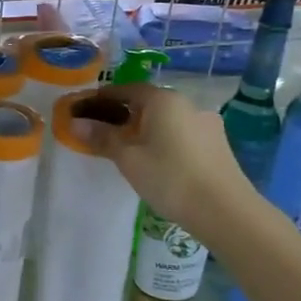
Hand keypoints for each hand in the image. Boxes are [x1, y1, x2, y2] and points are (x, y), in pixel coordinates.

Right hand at [69, 83, 252, 239]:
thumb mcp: (128, 158)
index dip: (101, 98)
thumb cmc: (170, 178)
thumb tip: (75, 123)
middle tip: (101, 132)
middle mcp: (186, 104)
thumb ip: (102, 137)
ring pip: (165, 120)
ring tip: (127, 149)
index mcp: (163, 100)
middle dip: (122, 114)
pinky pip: (180, 133)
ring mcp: (205, 123)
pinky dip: (163, 139)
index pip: (125, 89)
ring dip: (144, 128)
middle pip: (146, 103)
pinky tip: (156, 160)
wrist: (225, 211)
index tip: (83, 109)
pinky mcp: (216, 144)